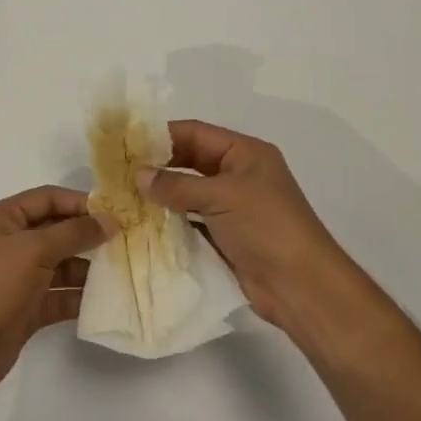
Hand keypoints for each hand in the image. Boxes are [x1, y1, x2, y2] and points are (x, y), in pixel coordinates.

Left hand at [0, 186, 111, 395]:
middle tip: (126, 240)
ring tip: (121, 270)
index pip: (46, 198)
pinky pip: (59, 295)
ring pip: (60, 264)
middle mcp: (10, 243)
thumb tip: (109, 220)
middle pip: (56, 230)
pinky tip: (105, 299)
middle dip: (87, 235)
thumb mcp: (32, 249)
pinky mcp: (27, 308)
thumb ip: (73, 233)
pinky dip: (79, 296)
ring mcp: (18, 277)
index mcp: (2, 219)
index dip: (79, 202)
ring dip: (87, 267)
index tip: (114, 212)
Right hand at [138, 120, 370, 336]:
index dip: (162, 135)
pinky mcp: (226, 236)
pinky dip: (170, 221)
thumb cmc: (266, 227)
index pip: (196, 133)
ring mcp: (232, 207)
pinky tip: (143, 224)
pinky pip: (191, 221)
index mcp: (245, 153)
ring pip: (189, 193)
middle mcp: (239, 175)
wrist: (301, 286)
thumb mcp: (221, 196)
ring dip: (161, 196)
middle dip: (158, 166)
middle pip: (191, 162)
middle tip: (119, 172)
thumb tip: (138, 175)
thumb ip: (177, 185)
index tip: (126, 143)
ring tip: (124, 197)